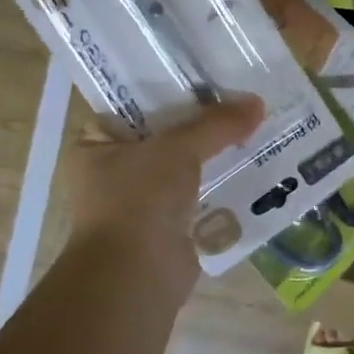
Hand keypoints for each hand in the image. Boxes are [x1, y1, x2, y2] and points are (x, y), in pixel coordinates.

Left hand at [63, 95, 264, 308]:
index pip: (135, 106)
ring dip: (216, 155)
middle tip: (240, 100)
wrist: (136, 277)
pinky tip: (255, 168)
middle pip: (166, 136)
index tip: (208, 77)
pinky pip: (200, 195)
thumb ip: (216, 124)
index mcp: (95, 145)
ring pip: (186, 167)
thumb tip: (257, 103)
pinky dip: (222, 186)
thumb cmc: (139, 200)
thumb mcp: (177, 149)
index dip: (172, 90)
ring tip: (255, 128)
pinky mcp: (168, 227)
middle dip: (203, 124)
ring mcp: (140, 202)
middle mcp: (113, 172)